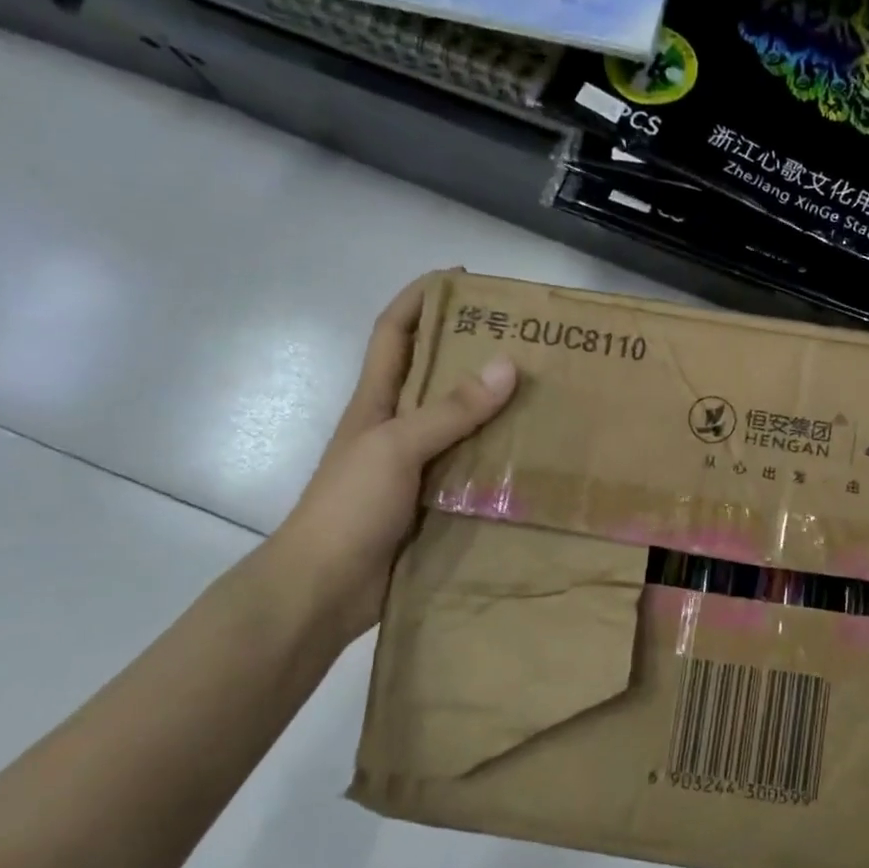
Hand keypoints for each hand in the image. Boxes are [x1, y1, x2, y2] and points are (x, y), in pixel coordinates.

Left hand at [267, 274, 516, 644]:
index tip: (462, 279)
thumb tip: (507, 365)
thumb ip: (450, 411)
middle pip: (435, 374)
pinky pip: (472, 469)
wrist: (325, 588)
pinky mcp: (433, 502)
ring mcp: (415, 467)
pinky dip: (499, 458)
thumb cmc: (348, 507)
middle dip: (472, 349)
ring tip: (543, 394)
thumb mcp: (396, 447)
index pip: (394, 333)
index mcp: (377, 402)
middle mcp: (397, 427)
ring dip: (494, 408)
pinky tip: (534, 459)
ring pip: (460, 425)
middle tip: (526, 341)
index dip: (420, 298)